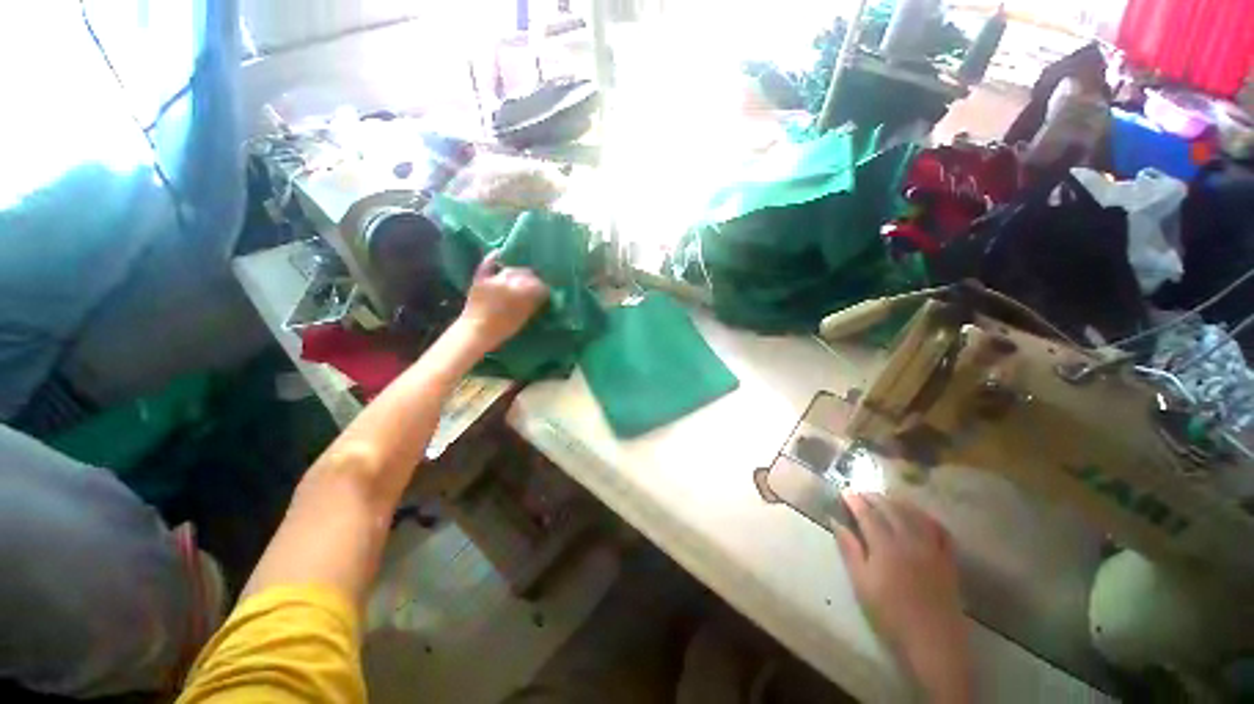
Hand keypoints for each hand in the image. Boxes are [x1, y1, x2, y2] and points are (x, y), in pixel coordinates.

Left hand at [458, 251, 549, 351]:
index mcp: (523, 292)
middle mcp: (510, 281)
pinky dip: (493, 258)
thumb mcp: (524, 317)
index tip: (545, 293)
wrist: (476, 332)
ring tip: (521, 277)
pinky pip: (488, 264)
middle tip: (535, 285)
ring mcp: (495, 278)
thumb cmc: (503, 329)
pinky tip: (498, 254)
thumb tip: (542, 294)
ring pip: (511, 270)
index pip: (540, 285)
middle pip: (527, 274)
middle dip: (533, 279)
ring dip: (518, 272)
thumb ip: (533, 303)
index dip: (544, 289)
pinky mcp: (481, 278)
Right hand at [833, 493, 972, 702]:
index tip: (844, 492)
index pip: (867, 514)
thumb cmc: (890, 613)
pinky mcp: (948, 559)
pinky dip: (927, 518)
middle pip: (891, 509)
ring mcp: (932, 548)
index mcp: (886, 546)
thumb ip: (849, 549)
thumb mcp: (861, 583)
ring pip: (915, 514)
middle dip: (874, 497)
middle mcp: (910, 540)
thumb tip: (835, 522)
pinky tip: (920, 517)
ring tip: (885, 499)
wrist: (932, 640)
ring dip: (898, 502)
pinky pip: (940, 530)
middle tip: (861, 493)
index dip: (854, 501)